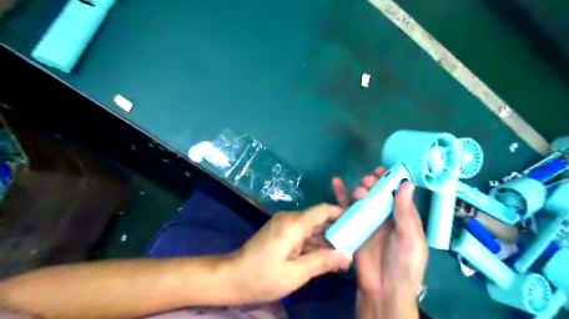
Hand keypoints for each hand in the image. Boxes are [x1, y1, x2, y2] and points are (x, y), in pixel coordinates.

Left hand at [229, 203, 354, 301]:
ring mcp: (283, 224)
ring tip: (341, 254)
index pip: (322, 210)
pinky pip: (301, 233)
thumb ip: (322, 262)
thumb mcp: (295, 274)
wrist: (231, 277)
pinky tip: (323, 256)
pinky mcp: (280, 232)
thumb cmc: (262, 277)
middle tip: (353, 244)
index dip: (340, 213)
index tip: (356, 222)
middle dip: (335, 230)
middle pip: (318, 218)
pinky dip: (312, 243)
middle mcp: (289, 218)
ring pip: (310, 227)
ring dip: (324, 239)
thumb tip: (347, 255)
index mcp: (293, 224)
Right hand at [334, 168, 426, 317]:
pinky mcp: (353, 226)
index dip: (391, 180)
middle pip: (377, 194)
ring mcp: (367, 221)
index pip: (397, 193)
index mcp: (402, 217)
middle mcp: (385, 216)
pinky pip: (346, 209)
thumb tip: (407, 183)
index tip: (383, 171)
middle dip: (373, 184)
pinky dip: (341, 196)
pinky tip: (335, 183)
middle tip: (368, 181)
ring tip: (359, 190)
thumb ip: (405, 212)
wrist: (382, 289)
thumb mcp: (410, 239)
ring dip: (359, 189)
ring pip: (362, 199)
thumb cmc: (403, 265)